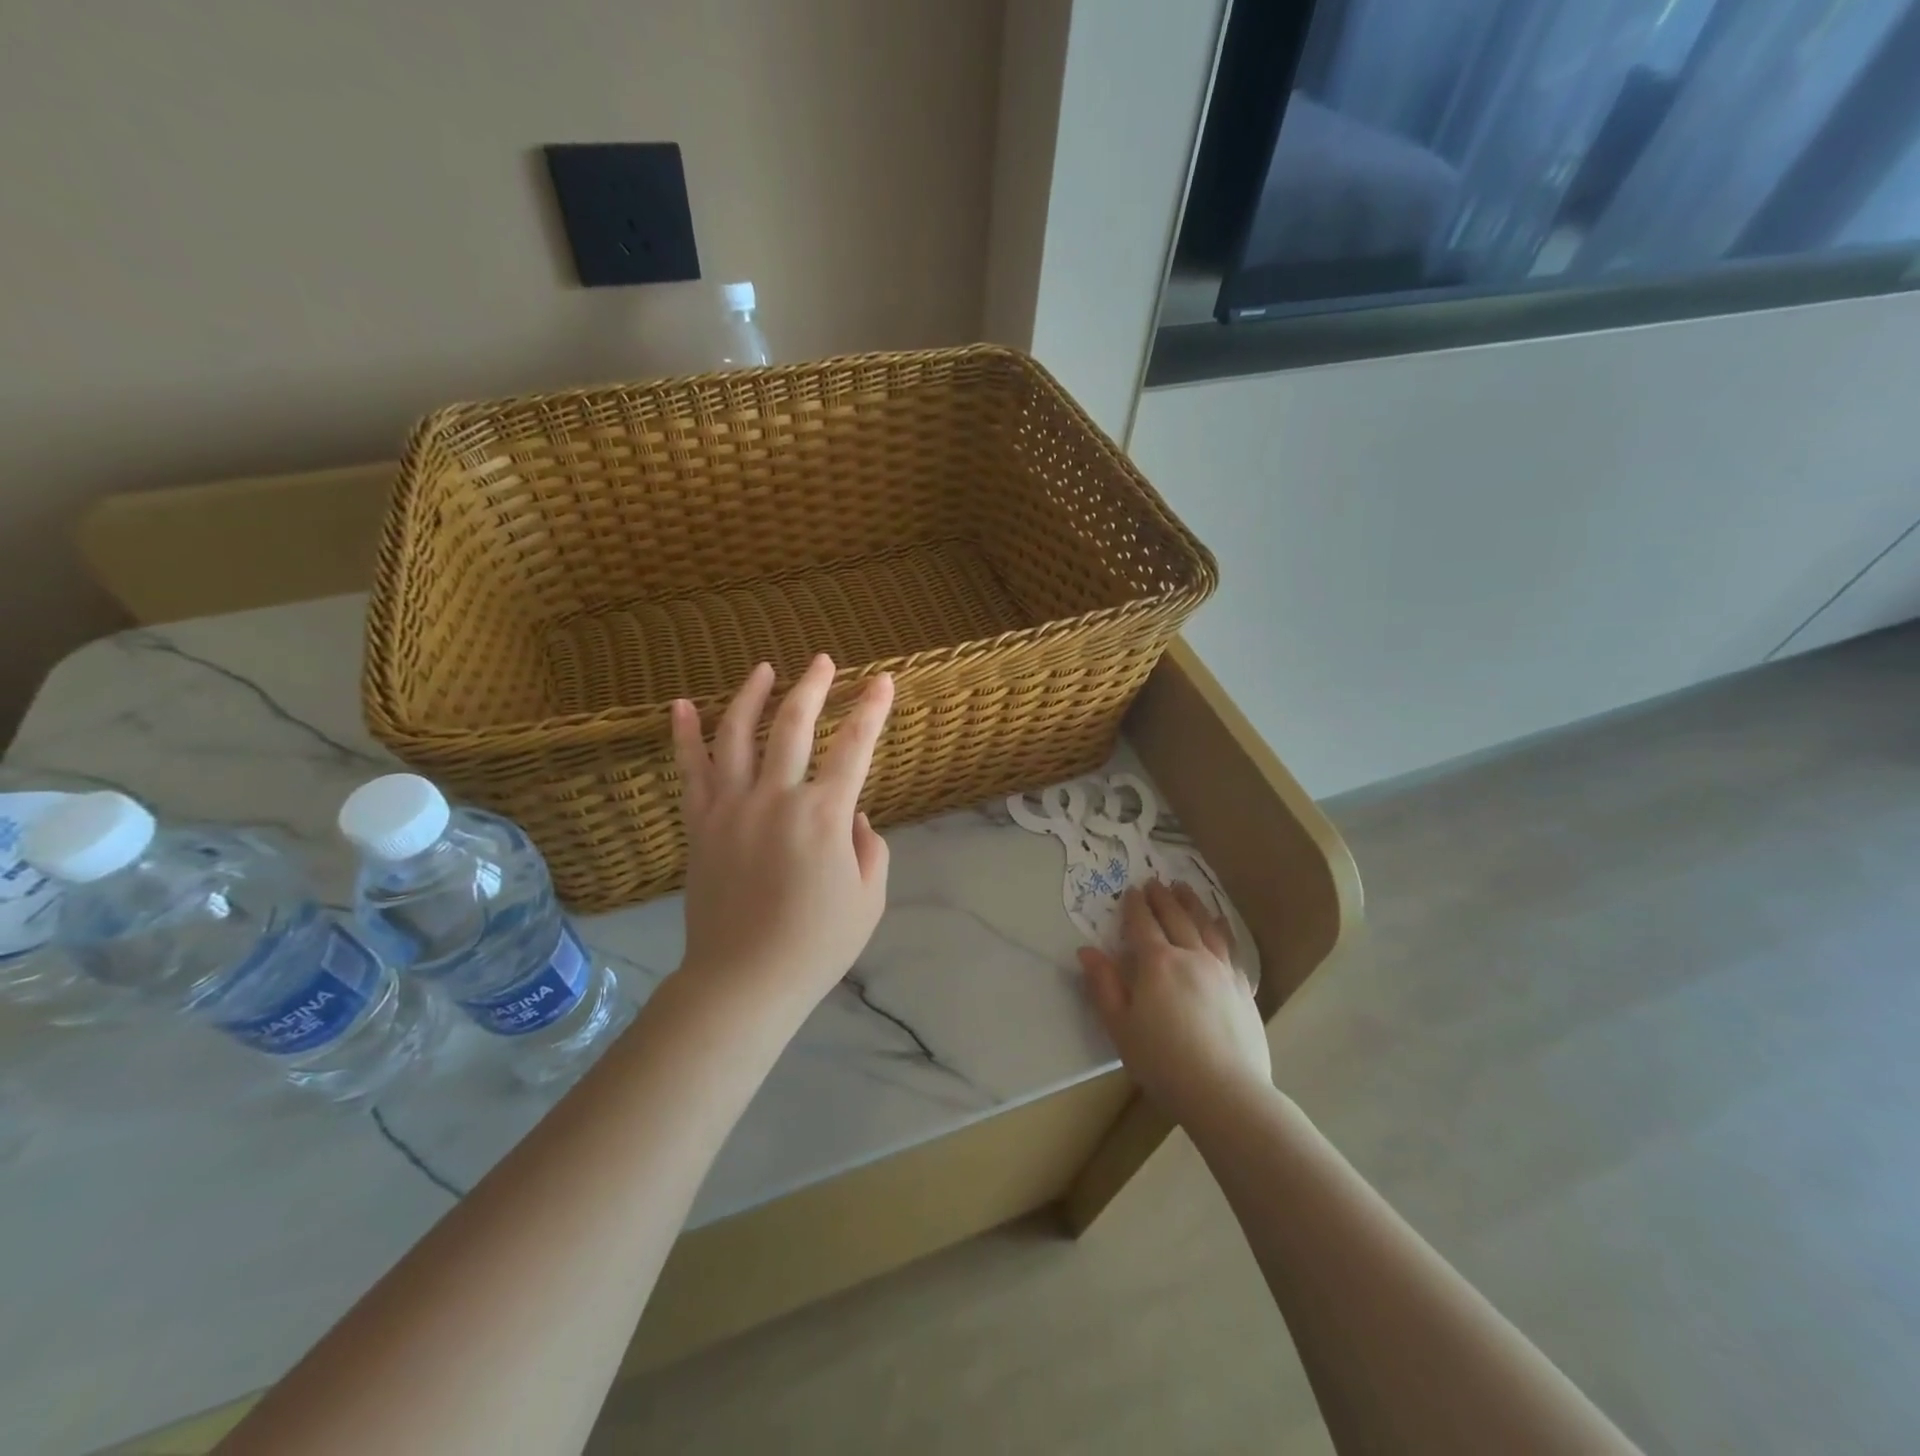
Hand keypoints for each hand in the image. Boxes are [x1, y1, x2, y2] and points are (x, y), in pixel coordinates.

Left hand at [670, 656, 893, 1020]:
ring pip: (738, 734)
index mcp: (825, 816)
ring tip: (764, 668)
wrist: (743, 981)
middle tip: (823, 660)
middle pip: (794, 725)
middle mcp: (777, 798)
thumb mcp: (869, 898)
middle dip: (814, 686)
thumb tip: (853, 815)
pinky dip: (684, 735)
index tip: (882, 681)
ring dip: (752, 695)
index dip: (872, 710)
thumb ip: (869, 847)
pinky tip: (681, 706)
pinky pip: (689, 770)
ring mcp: (731, 807)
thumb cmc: (816, 944)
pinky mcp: (699, 824)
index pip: (855, 747)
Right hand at [1078, 881, 1271, 1123]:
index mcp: (1157, 964)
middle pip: (1176, 917)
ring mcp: (1222, 970)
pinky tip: (1219, 924)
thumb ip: (1104, 986)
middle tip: (1155, 882)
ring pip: (1206, 926)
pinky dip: (1221, 928)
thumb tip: (1087, 951)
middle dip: (1163, 897)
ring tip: (1185, 889)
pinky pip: (1230, 946)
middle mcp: (1191, 956)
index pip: (1143, 925)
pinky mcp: (1242, 987)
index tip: (1131, 890)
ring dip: (1193, 904)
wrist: (1226, 1093)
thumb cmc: (1163, 1062)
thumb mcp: (1120, 1027)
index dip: (1135, 906)